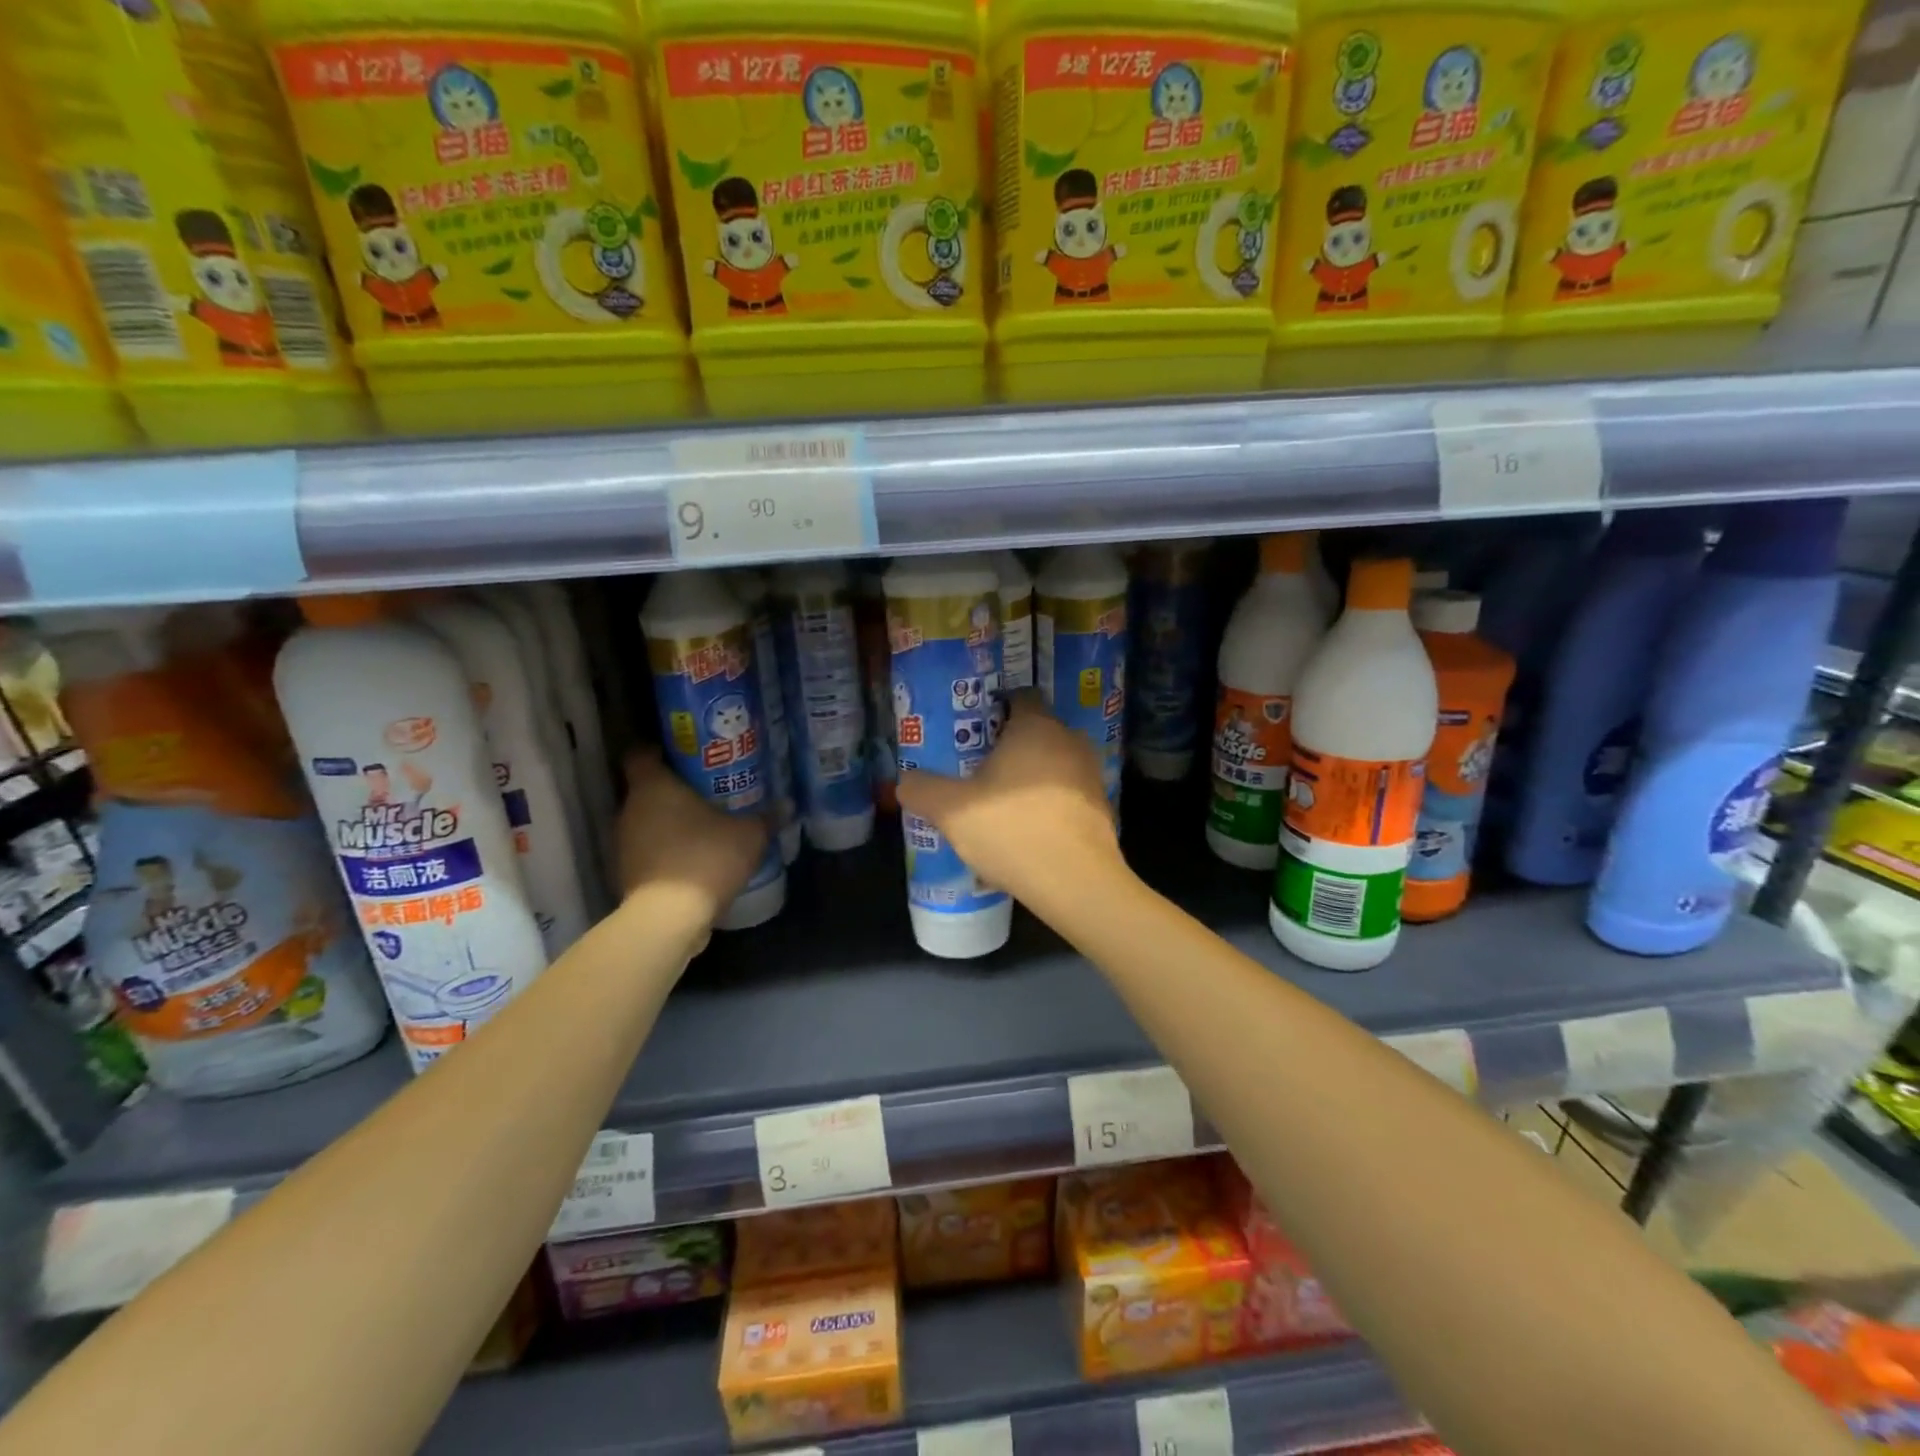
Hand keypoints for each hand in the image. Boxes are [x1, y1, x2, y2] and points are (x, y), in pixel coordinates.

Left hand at [617, 751, 768, 923]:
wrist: (669, 918)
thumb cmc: (706, 858)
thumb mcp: (749, 835)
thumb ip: (766, 818)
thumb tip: (788, 804)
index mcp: (653, 786)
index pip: (641, 754)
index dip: (660, 751)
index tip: (685, 756)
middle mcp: (631, 809)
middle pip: (647, 788)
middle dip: (674, 789)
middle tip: (707, 790)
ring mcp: (624, 843)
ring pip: (647, 821)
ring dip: (669, 822)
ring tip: (703, 825)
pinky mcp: (627, 873)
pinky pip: (648, 850)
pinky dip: (666, 850)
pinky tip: (694, 858)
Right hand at [897, 691, 1123, 906]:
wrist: (1075, 882)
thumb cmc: (1012, 829)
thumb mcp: (951, 810)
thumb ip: (922, 789)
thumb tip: (906, 782)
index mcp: (1036, 727)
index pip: (1020, 696)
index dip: (995, 707)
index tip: (971, 728)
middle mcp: (1069, 740)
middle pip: (1036, 731)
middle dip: (1009, 745)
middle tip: (977, 767)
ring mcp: (1090, 774)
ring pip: (1053, 764)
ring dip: (1030, 777)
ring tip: (1000, 802)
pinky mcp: (1101, 807)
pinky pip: (1066, 794)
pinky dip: (1048, 804)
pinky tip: (1026, 830)